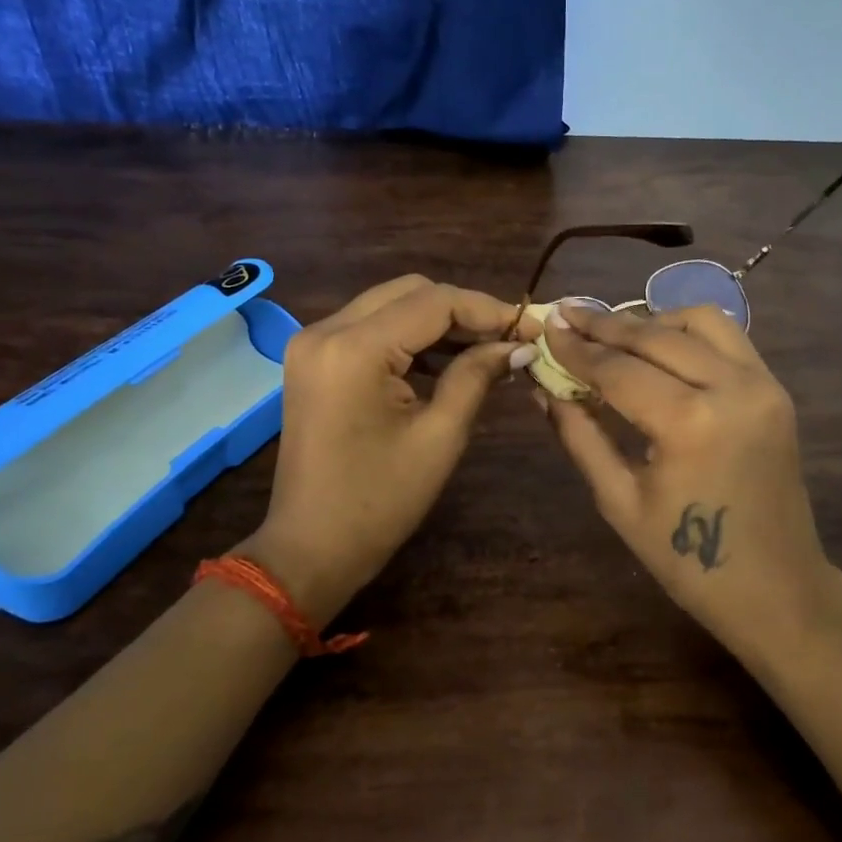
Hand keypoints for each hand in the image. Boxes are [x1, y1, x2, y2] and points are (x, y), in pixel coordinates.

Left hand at [237, 275, 539, 618]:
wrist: (310, 549)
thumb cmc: (379, 502)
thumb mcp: (439, 437)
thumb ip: (476, 377)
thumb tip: (518, 345)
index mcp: (354, 349)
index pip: (434, 302)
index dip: (488, 310)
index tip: (531, 329)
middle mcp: (326, 330)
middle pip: (410, 292)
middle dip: (464, 310)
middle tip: (509, 339)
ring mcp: (313, 343)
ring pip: (390, 305)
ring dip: (438, 321)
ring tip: (486, 349)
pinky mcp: (314, 360)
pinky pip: (371, 328)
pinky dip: (410, 337)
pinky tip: (446, 360)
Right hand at [536, 302, 841, 664]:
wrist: (777, 589)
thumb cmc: (687, 562)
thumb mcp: (620, 501)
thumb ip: (580, 437)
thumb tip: (543, 389)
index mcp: (688, 423)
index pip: (618, 369)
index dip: (577, 348)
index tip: (546, 326)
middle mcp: (730, 388)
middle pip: (655, 335)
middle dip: (605, 324)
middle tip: (567, 314)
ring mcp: (761, 384)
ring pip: (699, 321)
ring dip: (652, 320)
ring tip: (615, 334)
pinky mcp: (775, 389)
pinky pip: (728, 338)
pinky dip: (688, 332)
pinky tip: (660, 347)